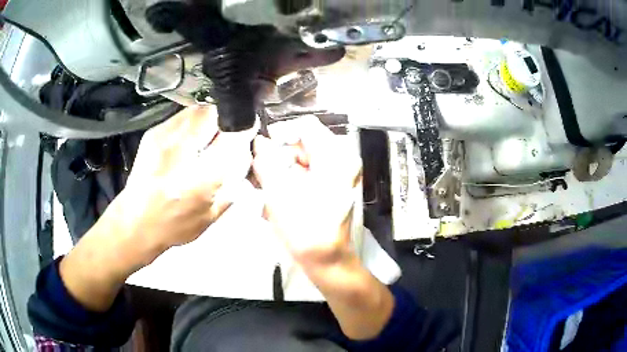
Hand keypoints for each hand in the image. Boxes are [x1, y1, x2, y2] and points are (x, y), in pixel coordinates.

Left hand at [118, 105, 253, 251]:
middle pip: (214, 114)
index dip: (245, 131)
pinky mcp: (153, 132)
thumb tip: (245, 153)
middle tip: (227, 135)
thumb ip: (232, 182)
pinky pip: (183, 115)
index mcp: (198, 179)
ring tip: (209, 136)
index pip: (232, 138)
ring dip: (211, 119)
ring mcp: (163, 137)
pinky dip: (194, 121)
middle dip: (227, 121)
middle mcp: (179, 151)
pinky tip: (190, 138)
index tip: (249, 133)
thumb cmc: (175, 226)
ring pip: (199, 109)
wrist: (135, 222)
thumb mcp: (212, 215)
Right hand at [253, 117, 393, 339]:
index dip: (280, 133)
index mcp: (335, 157)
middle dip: (278, 157)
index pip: (304, 126)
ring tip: (265, 190)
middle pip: (303, 143)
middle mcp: (342, 160)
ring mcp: (339, 173)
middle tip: (259, 175)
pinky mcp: (332, 185)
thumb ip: (266, 162)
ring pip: (302, 159)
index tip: (261, 150)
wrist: (327, 261)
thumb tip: (258, 142)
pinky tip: (277, 197)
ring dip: (281, 171)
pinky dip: (290, 180)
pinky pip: (307, 172)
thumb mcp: (279, 194)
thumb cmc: (304, 230)